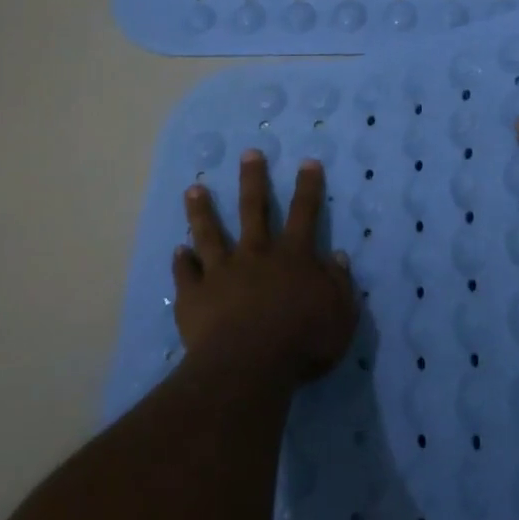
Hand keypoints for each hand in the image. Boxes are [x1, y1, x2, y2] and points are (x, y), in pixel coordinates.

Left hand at [175, 152, 358, 386]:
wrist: (249, 366)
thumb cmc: (303, 341)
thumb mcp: (340, 315)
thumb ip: (340, 284)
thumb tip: (338, 257)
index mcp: (293, 257)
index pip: (304, 213)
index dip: (307, 187)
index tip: (307, 162)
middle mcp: (255, 255)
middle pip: (253, 210)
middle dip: (253, 180)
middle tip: (248, 154)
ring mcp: (221, 272)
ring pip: (210, 234)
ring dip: (202, 211)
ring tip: (193, 189)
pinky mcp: (194, 296)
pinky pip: (186, 274)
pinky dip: (182, 263)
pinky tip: (178, 252)